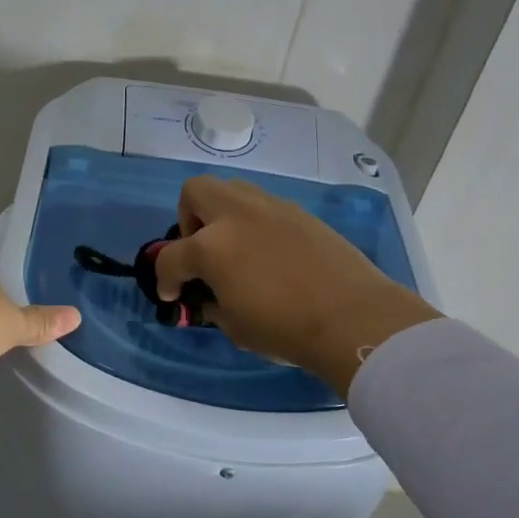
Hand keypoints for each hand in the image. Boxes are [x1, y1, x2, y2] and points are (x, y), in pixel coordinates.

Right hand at [153, 176, 439, 394]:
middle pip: (195, 192)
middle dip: (188, 218)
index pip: (171, 257)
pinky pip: (264, 205)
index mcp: (211, 247)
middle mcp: (236, 215)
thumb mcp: (235, 327)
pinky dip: (254, 222)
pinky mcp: (299, 213)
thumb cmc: (285, 328)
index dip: (165, 279)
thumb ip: (213, 304)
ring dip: (221, 213)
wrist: (353, 318)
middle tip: (199, 250)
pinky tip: (267, 252)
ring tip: (233, 246)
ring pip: (231, 189)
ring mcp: (271, 208)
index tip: (173, 295)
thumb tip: (210, 296)